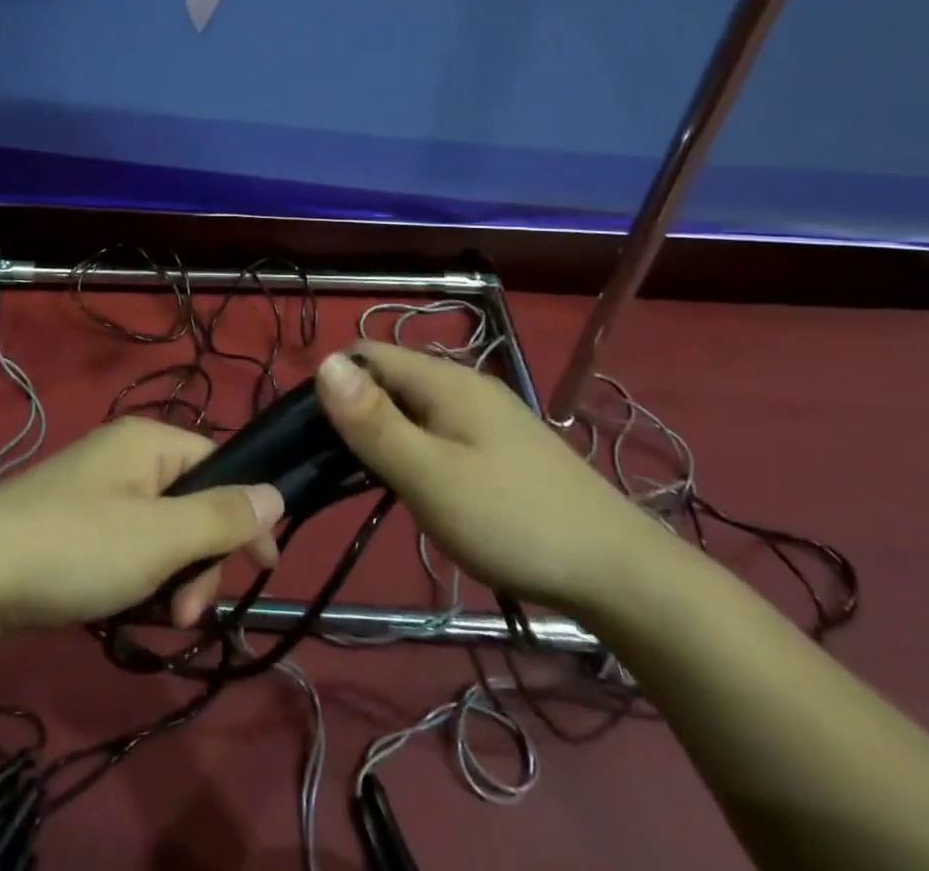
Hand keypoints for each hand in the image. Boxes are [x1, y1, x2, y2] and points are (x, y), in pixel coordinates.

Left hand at [0, 417, 284, 641]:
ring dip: (171, 579)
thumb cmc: (74, 548)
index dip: (245, 515)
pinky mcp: (74, 524)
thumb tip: (276, 494)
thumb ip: (221, 517)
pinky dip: (137, 579)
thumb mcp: (159, 537)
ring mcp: (97, 491)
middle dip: (201, 561)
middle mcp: (126, 456)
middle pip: (193, 504)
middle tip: (187, 614)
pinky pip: (128, 546)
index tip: (262, 569)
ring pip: (162, 533)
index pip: (221, 466)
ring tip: (157, 620)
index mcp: (149, 441)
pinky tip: (127, 610)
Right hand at [315, 344, 662, 615]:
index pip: (366, 355)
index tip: (307, 435)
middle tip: (331, 469)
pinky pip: (439, 432)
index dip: (330, 384)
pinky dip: (414, 451)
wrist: (622, 574)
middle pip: (390, 380)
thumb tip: (322, 362)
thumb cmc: (513, 519)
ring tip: (366, 483)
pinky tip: (416, 490)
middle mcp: (464, 385)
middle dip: (354, 413)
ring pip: (414, 409)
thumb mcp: (429, 474)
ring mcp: (487, 417)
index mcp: (444, 380)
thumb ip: (373, 422)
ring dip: (384, 436)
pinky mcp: (502, 448)